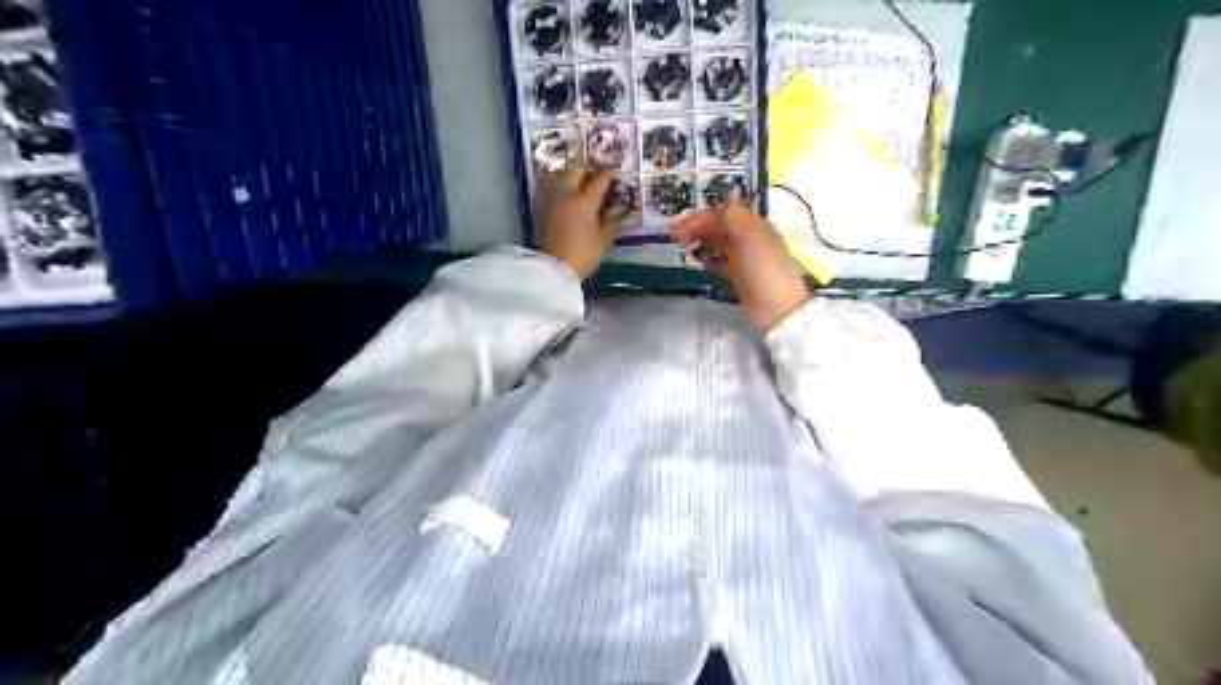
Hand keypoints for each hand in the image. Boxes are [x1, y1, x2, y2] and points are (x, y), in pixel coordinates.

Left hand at [536, 164, 623, 277]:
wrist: (552, 269)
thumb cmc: (583, 255)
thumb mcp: (603, 239)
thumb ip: (610, 220)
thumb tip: (615, 209)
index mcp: (584, 201)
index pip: (599, 179)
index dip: (609, 175)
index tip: (614, 175)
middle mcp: (566, 193)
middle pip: (575, 168)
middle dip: (588, 168)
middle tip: (596, 175)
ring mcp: (551, 199)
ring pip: (560, 174)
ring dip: (572, 175)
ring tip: (581, 184)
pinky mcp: (541, 207)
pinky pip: (552, 186)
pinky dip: (562, 186)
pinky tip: (569, 196)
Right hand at [673, 192, 807, 328]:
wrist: (776, 308)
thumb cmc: (763, 268)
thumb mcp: (749, 237)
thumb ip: (735, 216)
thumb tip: (730, 191)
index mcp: (752, 226)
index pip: (721, 214)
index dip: (699, 219)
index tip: (677, 230)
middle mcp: (748, 239)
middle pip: (718, 228)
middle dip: (697, 229)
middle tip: (674, 238)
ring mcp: (744, 259)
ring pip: (718, 244)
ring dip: (701, 242)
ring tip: (683, 248)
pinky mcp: (739, 278)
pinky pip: (720, 263)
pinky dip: (708, 260)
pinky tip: (698, 263)